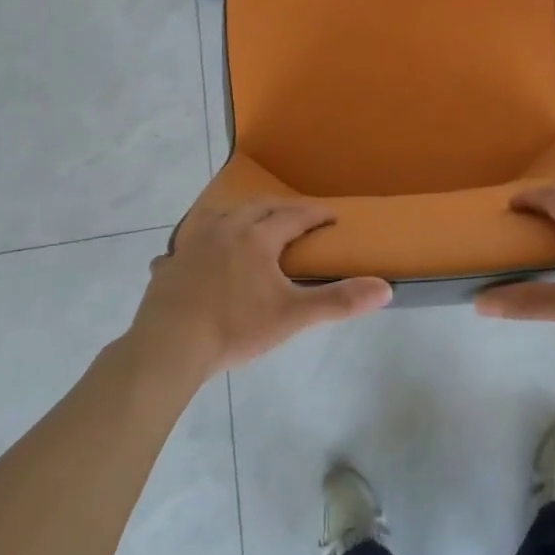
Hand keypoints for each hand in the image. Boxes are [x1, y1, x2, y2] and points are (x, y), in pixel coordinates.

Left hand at [130, 200, 391, 379]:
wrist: (169, 346)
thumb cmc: (235, 327)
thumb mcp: (292, 316)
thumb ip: (338, 301)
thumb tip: (385, 288)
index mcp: (256, 237)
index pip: (293, 216)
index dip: (315, 215)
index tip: (332, 216)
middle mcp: (224, 230)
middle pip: (257, 208)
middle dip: (281, 208)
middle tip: (297, 216)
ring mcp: (192, 245)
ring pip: (219, 216)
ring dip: (240, 216)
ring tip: (248, 224)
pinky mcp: (170, 265)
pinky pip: (186, 244)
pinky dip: (199, 244)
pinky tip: (196, 256)